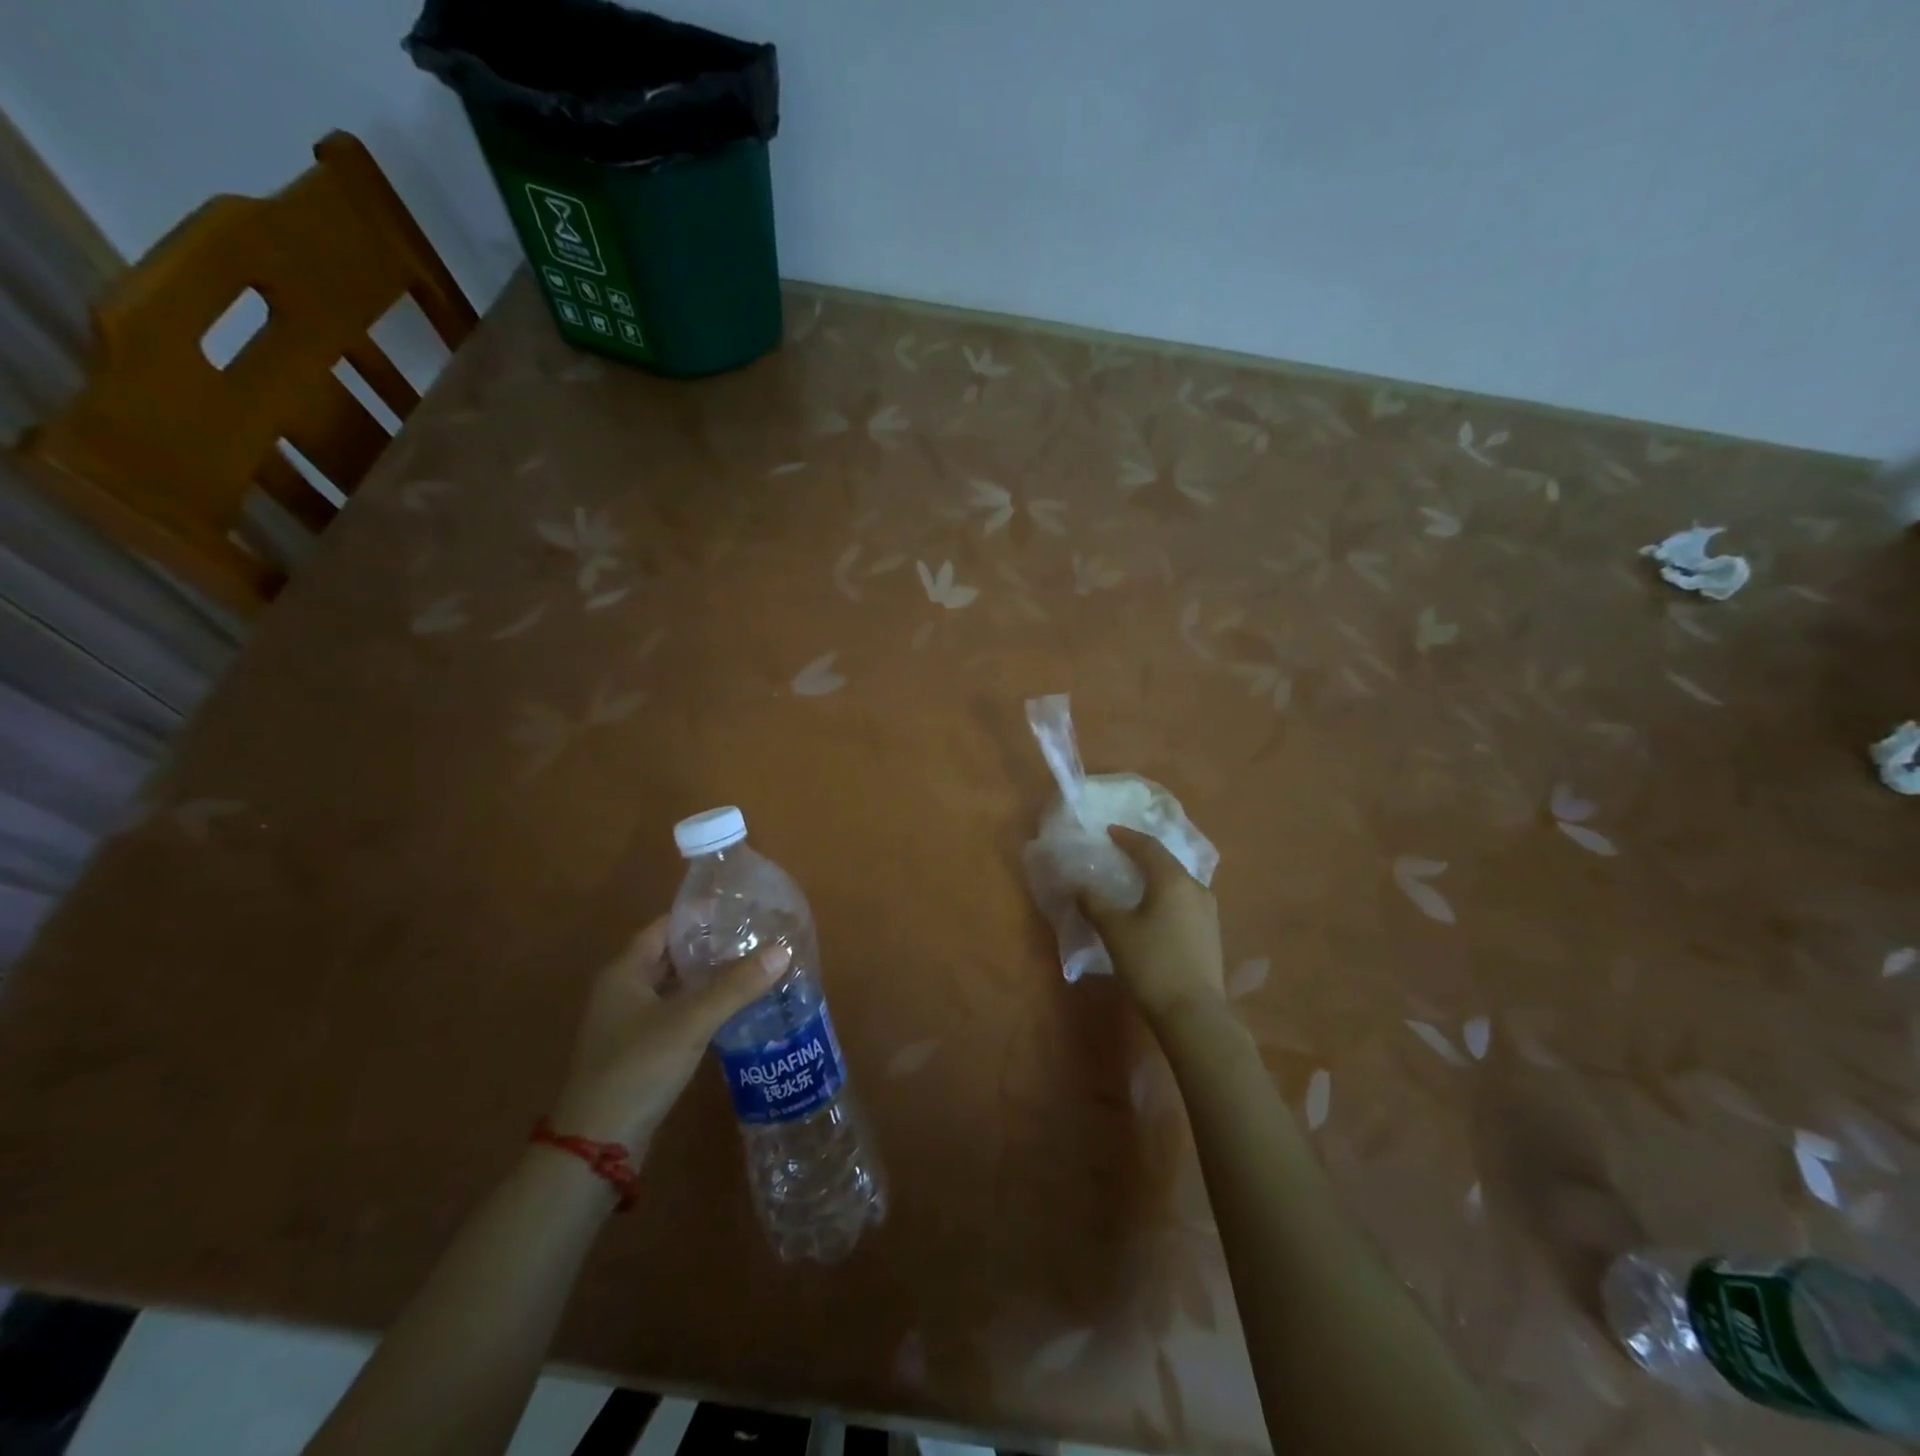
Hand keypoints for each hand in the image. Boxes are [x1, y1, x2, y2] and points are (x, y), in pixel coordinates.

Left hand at [549, 917, 788, 1155]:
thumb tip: (782, 950)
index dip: (698, 916)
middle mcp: (622, 992)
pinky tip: (734, 1008)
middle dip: (709, 946)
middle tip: (753, 936)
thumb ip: (736, 986)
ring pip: (675, 988)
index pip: (664, 928)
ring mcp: (629, 1024)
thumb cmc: (638, 1067)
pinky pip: (677, 1014)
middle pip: (670, 957)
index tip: (738, 908)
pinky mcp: (641, 1051)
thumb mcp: (691, 1021)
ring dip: (708, 978)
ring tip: (752, 966)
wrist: (597, 1144)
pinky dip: (703, 1006)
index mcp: (624, 973)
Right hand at [1079, 827, 1224, 1025]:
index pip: (1148, 847)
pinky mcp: (1211, 933)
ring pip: (1178, 882)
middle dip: (1143, 854)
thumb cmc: (1151, 964)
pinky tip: (1154, 907)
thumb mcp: (1115, 931)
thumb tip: (1079, 887)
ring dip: (1156, 875)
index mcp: (1172, 880)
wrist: (1194, 1013)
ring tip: (1136, 878)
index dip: (1127, 837)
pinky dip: (1166, 894)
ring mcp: (1208, 911)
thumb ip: (1094, 904)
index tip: (1109, 831)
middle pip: (1167, 861)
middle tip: (1121, 851)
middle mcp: (1196, 888)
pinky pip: (1185, 900)